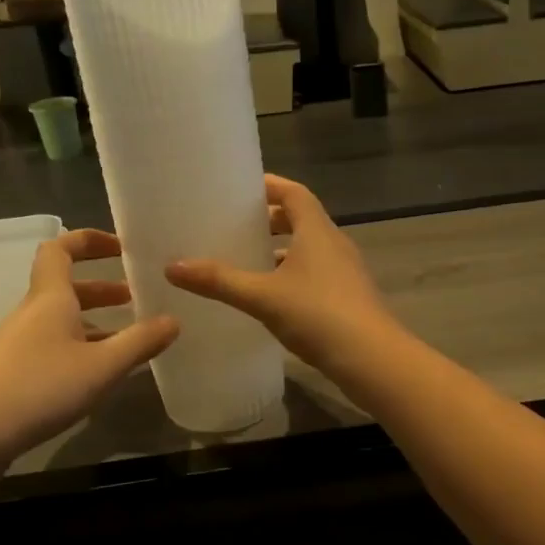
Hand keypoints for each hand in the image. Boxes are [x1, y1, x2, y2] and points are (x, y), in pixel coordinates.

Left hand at [0, 229, 177, 464]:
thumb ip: (140, 342)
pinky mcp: (13, 373)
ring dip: (93, 321)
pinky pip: (53, 346)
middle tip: (135, 298)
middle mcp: (32, 314)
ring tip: (126, 339)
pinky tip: (98, 374)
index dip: (88, 240)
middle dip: (102, 288)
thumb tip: (173, 320)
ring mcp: (19, 344)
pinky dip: (80, 348)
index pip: (60, 249)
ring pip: (61, 320)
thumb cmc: (41, 388)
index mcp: (50, 299)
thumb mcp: (103, 366)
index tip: (120, 248)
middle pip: (65, 287)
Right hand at [165, 175, 401, 377]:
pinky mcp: (348, 298)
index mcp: (317, 231)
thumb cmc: (319, 315)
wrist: (372, 359)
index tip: (240, 188)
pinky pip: (316, 274)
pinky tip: (271, 297)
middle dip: (270, 220)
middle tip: (236, 226)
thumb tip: (172, 266)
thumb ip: (219, 281)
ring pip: (309, 249)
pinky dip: (292, 275)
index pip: (294, 193)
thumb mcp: (262, 296)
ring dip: (281, 251)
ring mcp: (345, 272)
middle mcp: (334, 244)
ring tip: (247, 261)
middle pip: (302, 219)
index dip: (270, 186)